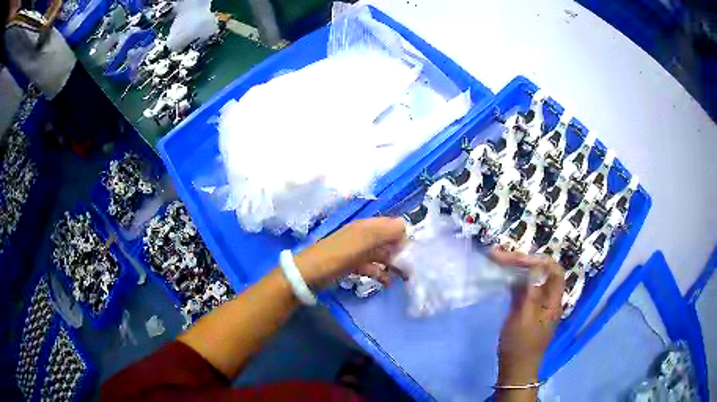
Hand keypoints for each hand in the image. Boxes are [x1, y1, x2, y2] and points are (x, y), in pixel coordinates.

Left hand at [294, 217, 406, 287]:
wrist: (309, 274)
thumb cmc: (337, 255)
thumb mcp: (362, 241)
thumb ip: (384, 232)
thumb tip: (406, 227)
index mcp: (367, 226)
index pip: (393, 225)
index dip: (404, 236)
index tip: (413, 252)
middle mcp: (364, 236)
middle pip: (389, 241)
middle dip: (401, 252)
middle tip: (411, 268)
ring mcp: (358, 251)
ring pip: (382, 254)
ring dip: (393, 264)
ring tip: (404, 277)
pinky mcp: (353, 264)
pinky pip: (372, 267)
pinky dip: (380, 273)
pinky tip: (387, 283)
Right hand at [491, 249, 564, 395]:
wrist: (516, 369)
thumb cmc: (520, 346)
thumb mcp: (523, 318)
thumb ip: (529, 292)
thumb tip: (532, 268)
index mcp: (553, 301)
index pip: (554, 270)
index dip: (539, 260)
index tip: (517, 259)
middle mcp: (549, 299)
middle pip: (542, 272)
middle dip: (524, 261)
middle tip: (501, 256)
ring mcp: (539, 305)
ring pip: (532, 280)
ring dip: (518, 269)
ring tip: (499, 261)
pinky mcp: (529, 311)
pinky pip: (525, 289)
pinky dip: (515, 281)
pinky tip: (503, 278)